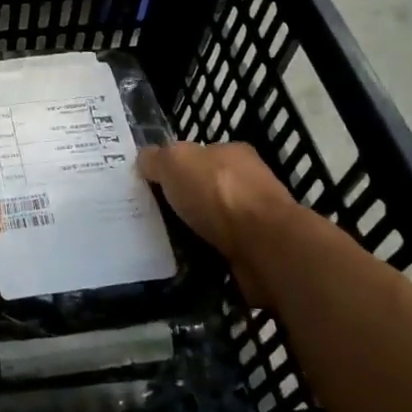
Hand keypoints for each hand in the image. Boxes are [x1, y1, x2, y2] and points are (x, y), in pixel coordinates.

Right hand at [138, 141, 323, 302]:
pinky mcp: (257, 250)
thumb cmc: (218, 193)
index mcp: (232, 152)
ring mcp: (256, 218)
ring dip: (194, 229)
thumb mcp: (175, 161)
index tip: (152, 184)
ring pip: (213, 220)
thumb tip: (146, 160)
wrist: (264, 246)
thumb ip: (157, 158)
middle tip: (152, 213)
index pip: (198, 154)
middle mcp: (248, 181)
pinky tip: (186, 259)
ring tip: (163, 240)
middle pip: (206, 187)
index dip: (174, 167)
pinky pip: (221, 248)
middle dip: (183, 200)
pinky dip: (205, 252)